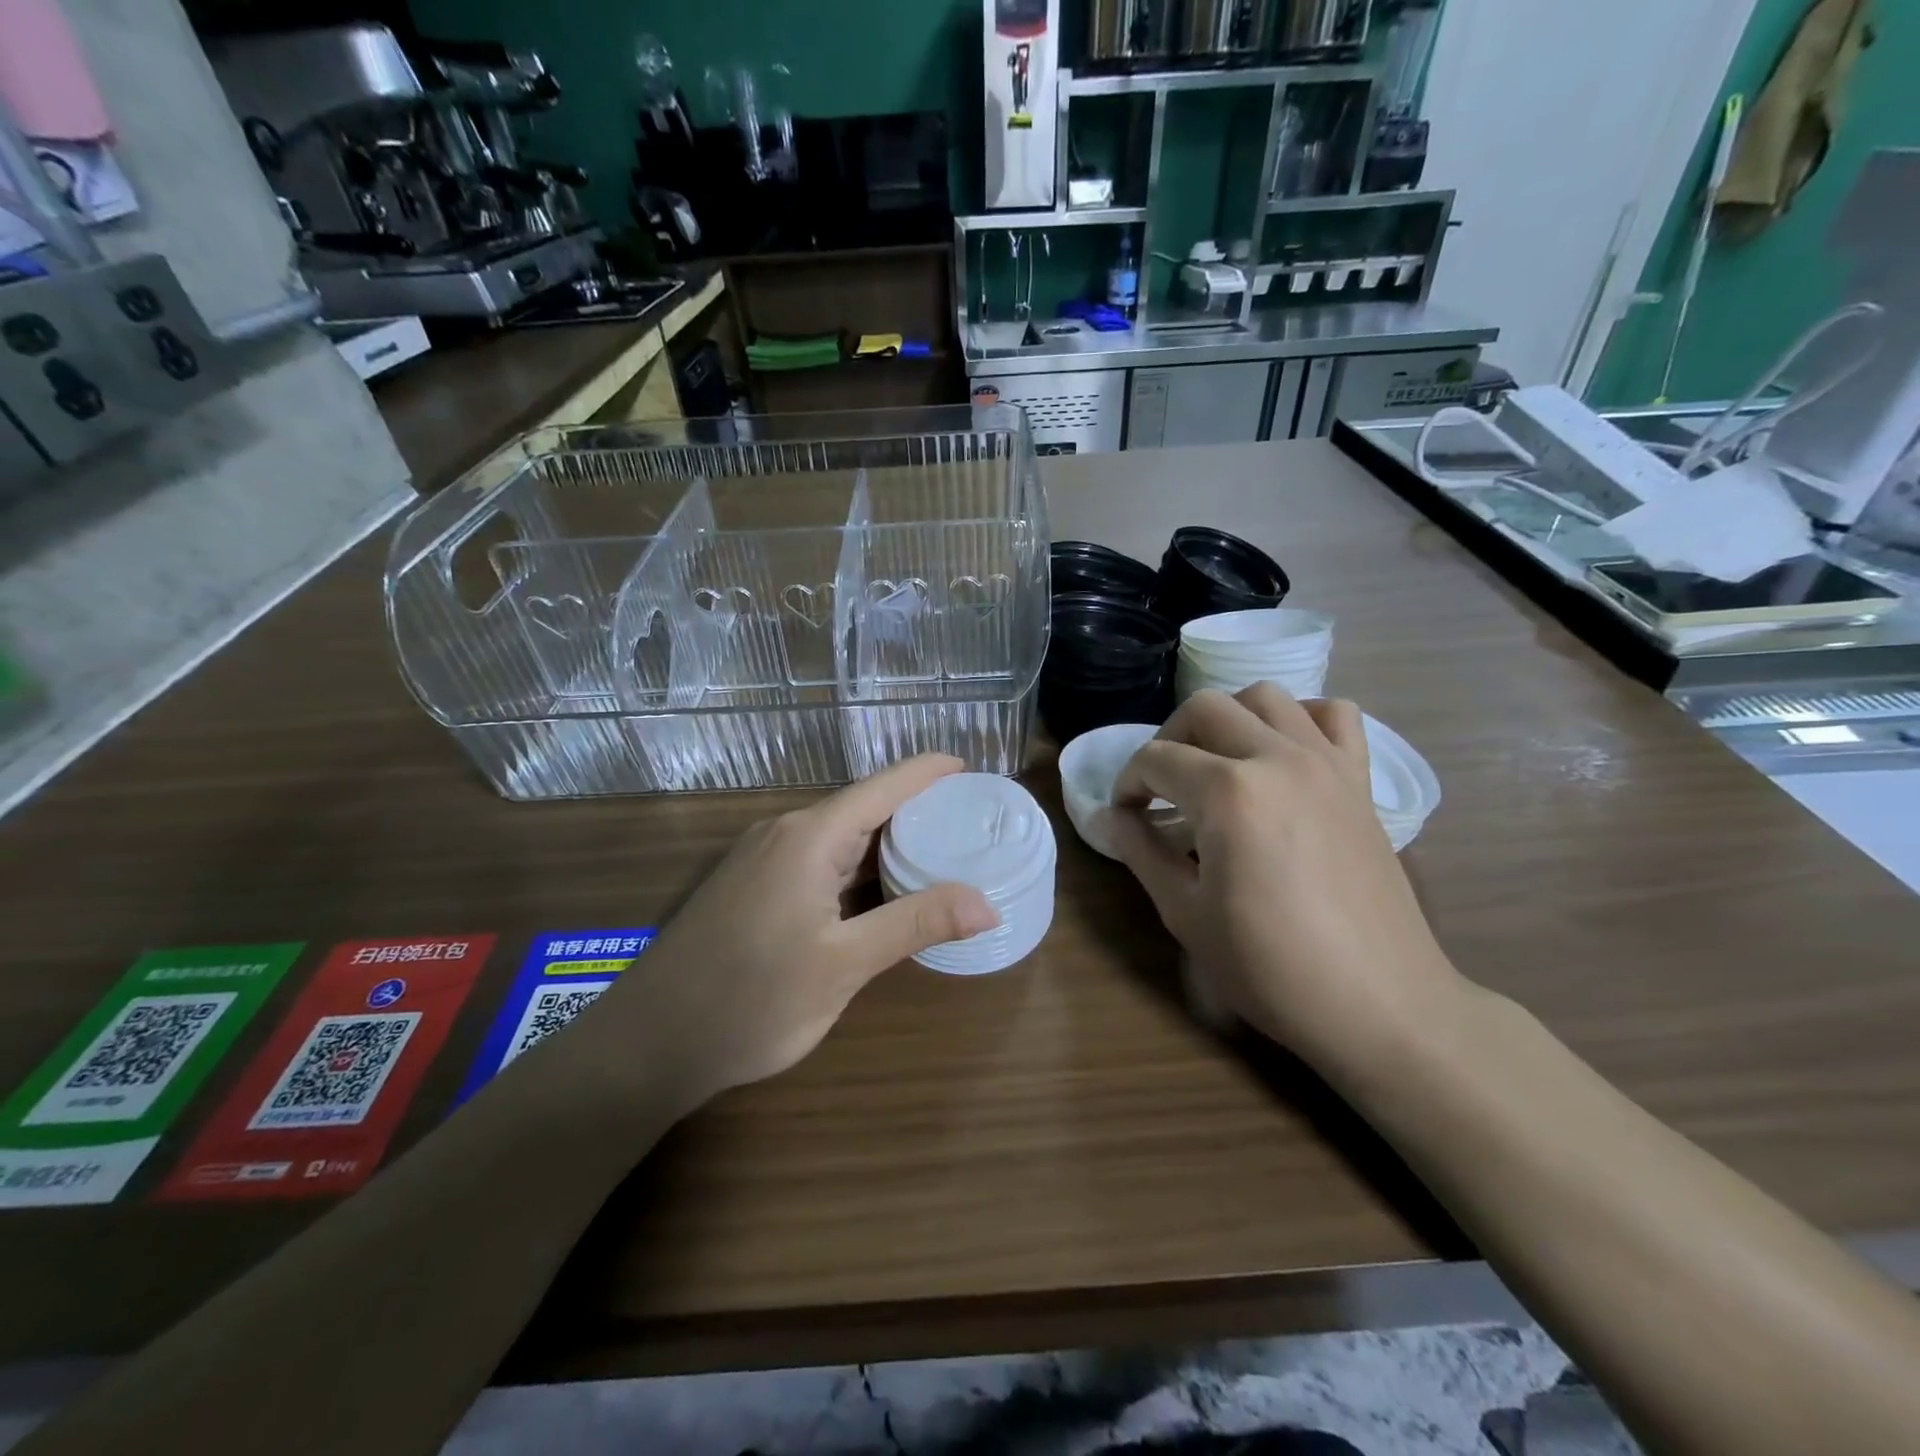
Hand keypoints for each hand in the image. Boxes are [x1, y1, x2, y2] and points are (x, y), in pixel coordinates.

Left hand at [590, 755, 998, 1112]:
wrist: (649, 1044)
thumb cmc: (750, 1000)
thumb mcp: (843, 964)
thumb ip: (916, 924)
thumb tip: (988, 905)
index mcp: (809, 837)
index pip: (884, 787)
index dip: (930, 773)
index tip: (973, 770)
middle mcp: (785, 833)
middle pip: (864, 807)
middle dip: (919, 811)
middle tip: (973, 824)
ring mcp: (763, 859)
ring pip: (841, 837)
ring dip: (888, 843)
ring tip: (944, 852)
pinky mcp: (753, 886)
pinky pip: (819, 861)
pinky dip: (859, 868)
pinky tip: (884, 889)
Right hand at [1109, 686, 1464, 1074]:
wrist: (1379, 1003)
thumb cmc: (1271, 966)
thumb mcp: (1185, 913)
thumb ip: (1141, 851)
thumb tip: (1111, 816)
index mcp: (1229, 793)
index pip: (1155, 759)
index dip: (1128, 782)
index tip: (1126, 814)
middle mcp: (1277, 758)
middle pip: (1205, 708)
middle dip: (1167, 739)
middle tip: (1161, 786)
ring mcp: (1326, 763)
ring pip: (1266, 697)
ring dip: (1228, 718)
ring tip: (1217, 763)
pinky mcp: (1360, 780)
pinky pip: (1334, 715)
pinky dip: (1302, 718)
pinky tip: (1283, 754)